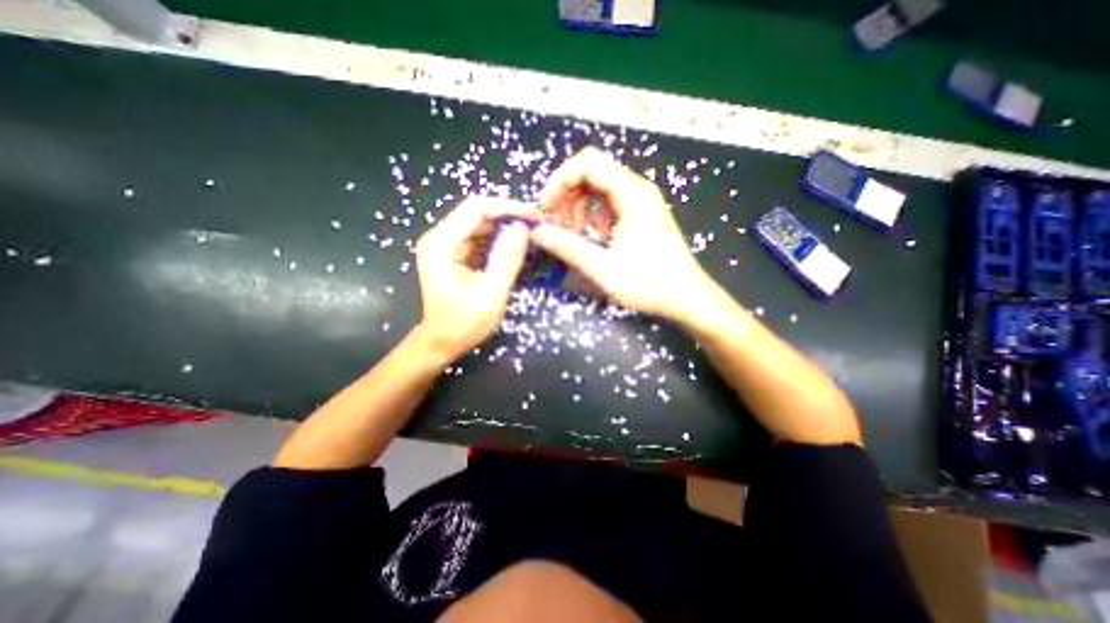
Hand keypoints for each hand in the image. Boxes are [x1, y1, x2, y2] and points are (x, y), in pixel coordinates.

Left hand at [417, 197, 537, 364]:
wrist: (442, 343)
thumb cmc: (463, 323)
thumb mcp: (490, 294)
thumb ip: (506, 259)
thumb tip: (522, 227)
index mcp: (441, 243)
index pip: (476, 209)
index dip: (507, 207)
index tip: (534, 215)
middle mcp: (440, 238)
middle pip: (477, 214)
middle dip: (508, 217)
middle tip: (537, 226)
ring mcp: (446, 246)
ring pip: (480, 225)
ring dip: (505, 228)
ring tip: (531, 235)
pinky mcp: (454, 255)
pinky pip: (480, 239)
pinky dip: (499, 241)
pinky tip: (516, 248)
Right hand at [530, 147, 719, 320]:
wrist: (687, 297)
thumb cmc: (649, 283)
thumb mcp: (603, 268)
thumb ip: (568, 248)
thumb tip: (537, 233)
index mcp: (631, 194)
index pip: (588, 163)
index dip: (560, 180)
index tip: (546, 208)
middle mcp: (637, 189)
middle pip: (592, 172)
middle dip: (567, 194)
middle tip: (555, 224)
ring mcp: (642, 202)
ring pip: (600, 188)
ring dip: (579, 206)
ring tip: (571, 233)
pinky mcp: (643, 215)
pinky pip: (611, 203)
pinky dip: (594, 215)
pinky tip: (592, 237)